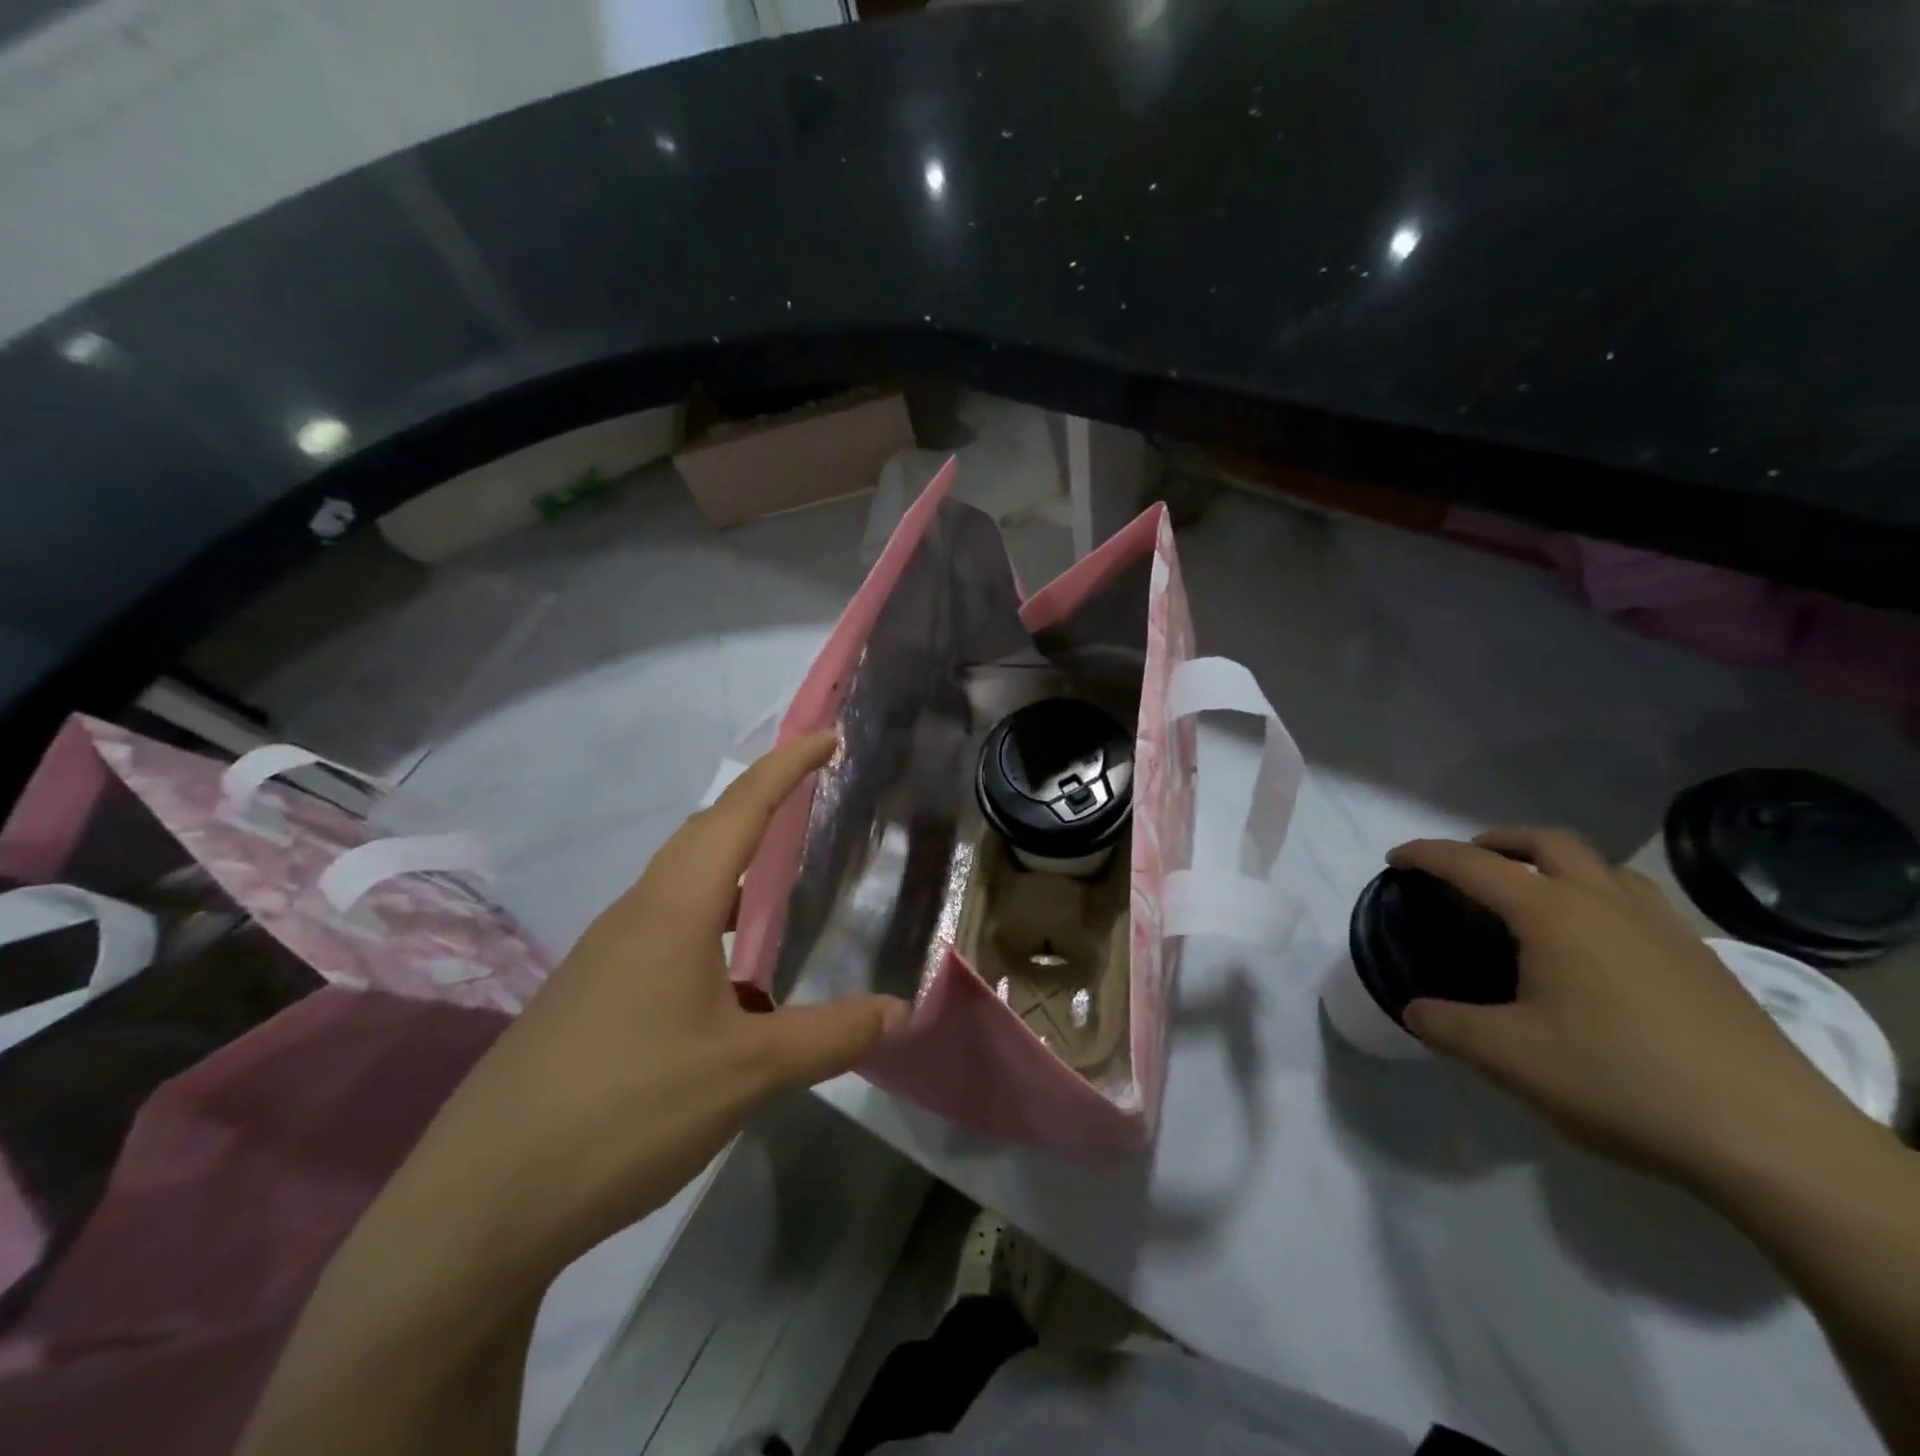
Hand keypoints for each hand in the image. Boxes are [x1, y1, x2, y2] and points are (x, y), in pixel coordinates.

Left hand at [387, 731, 906, 1284]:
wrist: (481, 1202)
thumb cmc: (625, 1110)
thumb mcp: (746, 1073)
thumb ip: (828, 1036)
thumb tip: (897, 1010)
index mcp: (673, 908)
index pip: (738, 812)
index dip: (785, 768)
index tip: (827, 738)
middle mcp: (635, 915)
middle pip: (703, 835)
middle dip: (759, 805)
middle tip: (811, 798)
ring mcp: (605, 957)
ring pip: (680, 884)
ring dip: (732, 867)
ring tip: (780, 883)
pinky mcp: (589, 997)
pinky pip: (663, 929)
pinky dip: (710, 922)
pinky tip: (731, 978)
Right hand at [1388, 827, 1880, 1190]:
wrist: (1773, 1140)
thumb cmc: (1621, 1082)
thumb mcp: (1509, 1058)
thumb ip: (1447, 1026)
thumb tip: (1416, 1011)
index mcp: (1554, 914)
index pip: (1473, 865)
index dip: (1426, 856)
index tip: (1395, 860)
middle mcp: (1607, 903)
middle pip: (1546, 842)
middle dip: (1495, 841)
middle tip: (1465, 865)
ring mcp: (1662, 928)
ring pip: (1599, 866)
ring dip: (1551, 863)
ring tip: (1527, 895)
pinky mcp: (1699, 960)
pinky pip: (1634, 900)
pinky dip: (1594, 895)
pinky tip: (1592, 945)